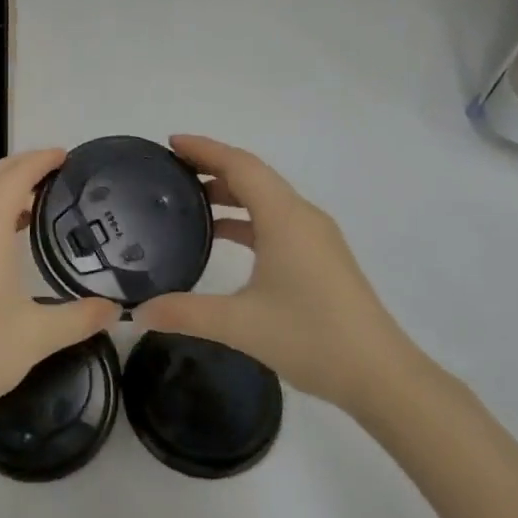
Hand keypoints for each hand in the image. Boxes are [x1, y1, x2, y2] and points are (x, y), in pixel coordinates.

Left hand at [0, 149, 119, 434]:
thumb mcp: (38, 336)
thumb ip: (81, 317)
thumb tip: (117, 309)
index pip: (13, 176)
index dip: (40, 160)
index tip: (66, 154)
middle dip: (21, 165)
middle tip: (57, 169)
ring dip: (2, 185)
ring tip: (39, 195)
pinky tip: (9, 230)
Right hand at [134, 135, 423, 414]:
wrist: (380, 375)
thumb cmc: (311, 337)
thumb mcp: (239, 325)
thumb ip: (184, 313)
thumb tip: (138, 313)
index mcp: (285, 218)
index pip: (240, 165)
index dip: (205, 149)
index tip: (171, 142)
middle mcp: (302, 217)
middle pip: (253, 176)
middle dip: (213, 166)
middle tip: (171, 170)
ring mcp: (315, 237)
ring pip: (266, 199)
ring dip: (230, 194)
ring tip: (188, 202)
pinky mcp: (320, 257)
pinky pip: (276, 220)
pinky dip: (246, 218)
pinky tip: (222, 238)